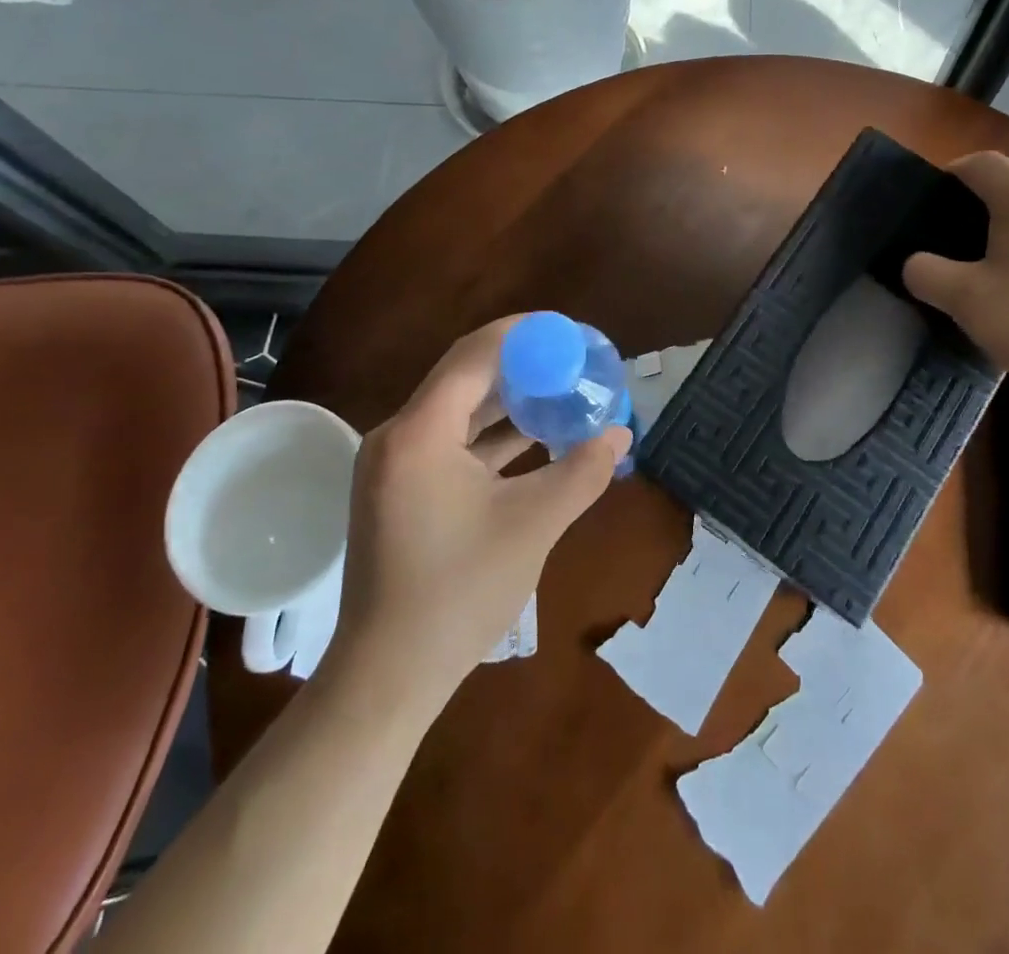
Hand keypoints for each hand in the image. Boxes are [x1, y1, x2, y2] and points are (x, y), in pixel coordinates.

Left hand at [319, 317, 629, 708]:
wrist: (387, 676)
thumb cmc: (459, 593)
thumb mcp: (533, 525)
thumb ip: (582, 471)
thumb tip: (621, 433)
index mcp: (420, 432)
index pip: (474, 355)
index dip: (523, 336)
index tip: (568, 332)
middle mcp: (398, 436)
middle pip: (465, 377)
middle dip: (521, 366)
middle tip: (571, 360)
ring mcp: (394, 465)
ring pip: (459, 411)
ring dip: (508, 401)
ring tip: (561, 391)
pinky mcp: (401, 490)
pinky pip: (451, 442)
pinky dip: (491, 435)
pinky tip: (533, 436)